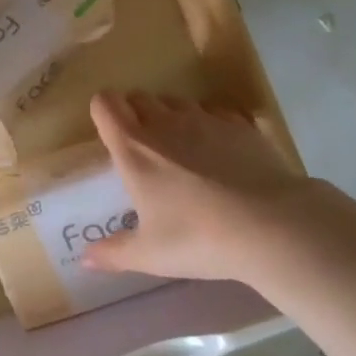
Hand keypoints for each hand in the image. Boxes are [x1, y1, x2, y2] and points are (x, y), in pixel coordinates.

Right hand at [82, 92, 319, 283]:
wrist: (271, 226)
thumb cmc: (198, 238)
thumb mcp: (150, 254)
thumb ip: (113, 253)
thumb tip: (85, 259)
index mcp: (134, 148)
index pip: (104, 104)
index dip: (104, 113)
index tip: (111, 135)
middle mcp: (165, 123)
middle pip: (139, 97)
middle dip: (135, 113)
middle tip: (144, 147)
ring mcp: (205, 119)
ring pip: (177, 101)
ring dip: (172, 116)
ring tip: (183, 149)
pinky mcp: (240, 125)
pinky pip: (215, 111)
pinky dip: (211, 124)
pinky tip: (221, 151)